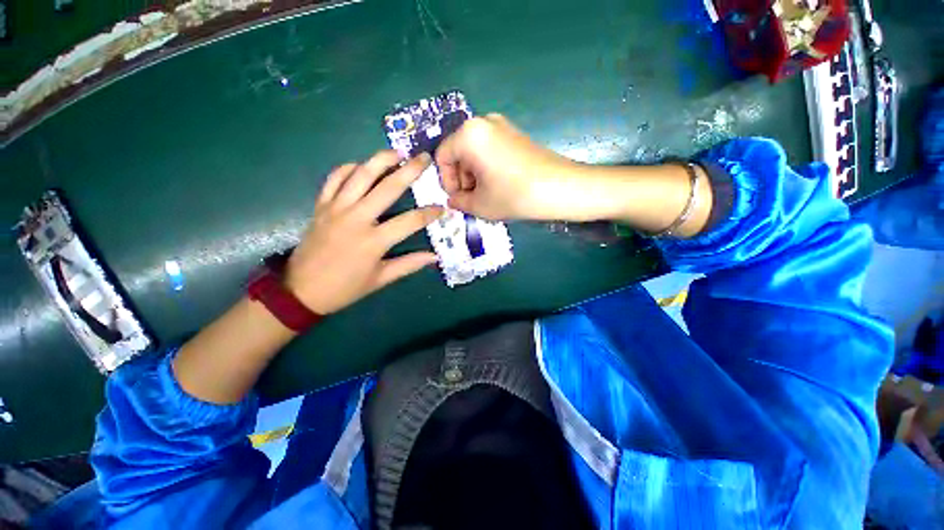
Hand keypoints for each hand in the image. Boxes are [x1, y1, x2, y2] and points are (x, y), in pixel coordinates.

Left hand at [285, 151, 442, 313]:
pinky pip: (334, 179)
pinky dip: (348, 168)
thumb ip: (409, 265)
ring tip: (396, 152)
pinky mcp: (321, 206)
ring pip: (360, 175)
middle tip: (423, 158)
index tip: (443, 208)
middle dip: (410, 171)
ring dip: (380, 160)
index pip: (411, 221)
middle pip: (388, 188)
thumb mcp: (380, 279)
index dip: (430, 213)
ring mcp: (336, 209)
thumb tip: (434, 256)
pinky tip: (361, 166)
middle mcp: (356, 218)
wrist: (300, 290)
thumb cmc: (345, 288)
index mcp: (374, 241)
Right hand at [435, 114, 578, 220]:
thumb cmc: (513, 195)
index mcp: (468, 135)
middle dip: (461, 178)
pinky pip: (490, 149)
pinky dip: (487, 168)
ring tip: (486, 195)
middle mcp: (483, 122)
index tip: (458, 198)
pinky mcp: (515, 134)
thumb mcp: (480, 205)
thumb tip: (453, 199)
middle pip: (459, 152)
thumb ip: (459, 202)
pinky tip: (498, 185)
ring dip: (474, 175)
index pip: (442, 157)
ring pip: (474, 152)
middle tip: (472, 199)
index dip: (446, 181)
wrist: (560, 188)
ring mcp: (502, 126)